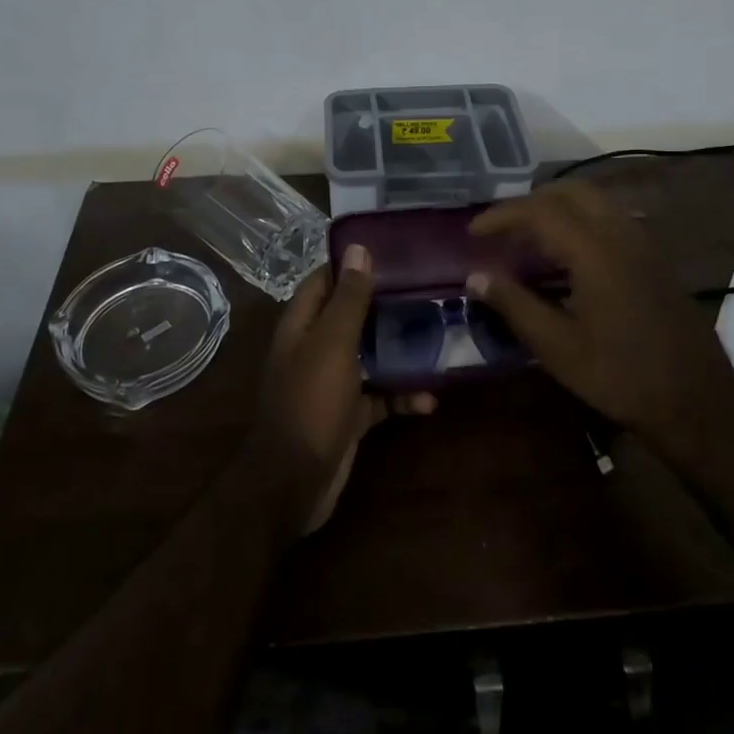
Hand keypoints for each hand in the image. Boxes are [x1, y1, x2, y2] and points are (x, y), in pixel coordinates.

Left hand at [250, 245, 435, 535]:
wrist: (293, 485)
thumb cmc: (311, 403)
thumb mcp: (333, 344)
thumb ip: (348, 298)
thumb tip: (359, 247)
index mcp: (303, 324)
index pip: (325, 279)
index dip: (353, 264)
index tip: (393, 251)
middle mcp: (315, 347)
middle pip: (352, 315)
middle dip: (386, 304)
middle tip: (428, 290)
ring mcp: (332, 382)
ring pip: (370, 355)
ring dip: (400, 350)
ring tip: (440, 336)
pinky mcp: (349, 414)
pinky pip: (379, 395)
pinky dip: (402, 394)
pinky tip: (431, 398)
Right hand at [468, 181, 733, 449]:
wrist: (696, 400)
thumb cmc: (620, 376)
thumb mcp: (558, 347)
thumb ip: (514, 305)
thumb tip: (476, 277)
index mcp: (594, 250)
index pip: (539, 211)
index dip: (502, 215)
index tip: (474, 232)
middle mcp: (620, 232)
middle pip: (569, 192)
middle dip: (530, 202)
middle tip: (503, 229)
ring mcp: (643, 241)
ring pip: (594, 200)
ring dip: (557, 207)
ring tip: (530, 238)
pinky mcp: (654, 256)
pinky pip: (611, 217)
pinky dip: (581, 219)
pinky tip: (569, 254)